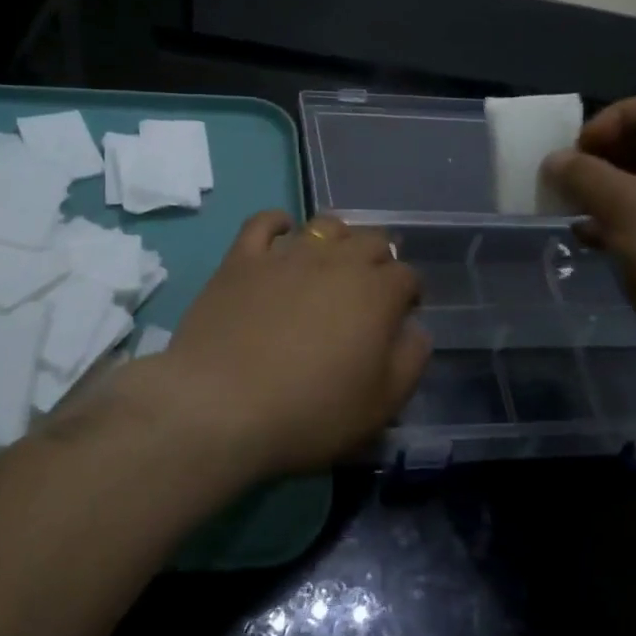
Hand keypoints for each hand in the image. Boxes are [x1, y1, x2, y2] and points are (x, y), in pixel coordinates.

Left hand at [129, 211, 428, 480]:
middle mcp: (337, 261)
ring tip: (332, 263)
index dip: (409, 294)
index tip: (401, 315)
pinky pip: (264, 222)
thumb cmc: (309, 413)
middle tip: (368, 292)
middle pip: (372, 241)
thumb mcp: (380, 406)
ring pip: (325, 225)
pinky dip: (278, 222)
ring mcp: (287, 255)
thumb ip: (410, 361)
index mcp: (376, 293)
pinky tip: (283, 233)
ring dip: (338, 239)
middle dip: (380, 261)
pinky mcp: (243, 258)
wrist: (220, 407)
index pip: (407, 276)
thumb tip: (415, 329)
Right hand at [543, 92, 635, 376]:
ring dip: (605, 193)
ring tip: (572, 212)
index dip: (611, 119)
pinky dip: (617, 224)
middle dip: (601, 157)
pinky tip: (591, 243)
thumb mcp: (623, 208)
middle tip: (569, 182)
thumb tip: (555, 159)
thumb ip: (583, 176)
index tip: (580, 153)